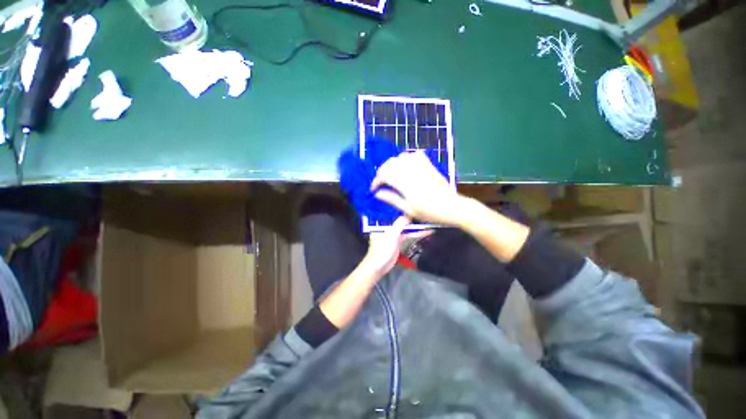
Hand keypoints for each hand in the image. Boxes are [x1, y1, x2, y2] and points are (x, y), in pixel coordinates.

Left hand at [359, 216, 430, 277]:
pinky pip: (408, 235)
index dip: (405, 211)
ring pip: (406, 228)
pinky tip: (425, 232)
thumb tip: (409, 215)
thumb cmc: (382, 249)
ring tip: (428, 223)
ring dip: (416, 226)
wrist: (379, 266)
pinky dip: (416, 233)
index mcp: (383, 223)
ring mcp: (393, 234)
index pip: (395, 214)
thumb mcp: (391, 235)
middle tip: (425, 215)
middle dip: (413, 219)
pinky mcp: (398, 241)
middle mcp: (388, 226)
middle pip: (402, 220)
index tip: (416, 208)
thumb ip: (399, 224)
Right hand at [371, 151, 463, 224]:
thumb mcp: (408, 210)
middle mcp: (411, 171)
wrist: (452, 206)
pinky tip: (405, 165)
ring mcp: (421, 166)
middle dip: (381, 172)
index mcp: (405, 184)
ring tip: (391, 174)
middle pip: (389, 164)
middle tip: (380, 183)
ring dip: (392, 164)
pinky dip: (406, 158)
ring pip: (400, 157)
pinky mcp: (428, 164)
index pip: (384, 175)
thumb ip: (392, 199)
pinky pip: (414, 154)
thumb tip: (377, 193)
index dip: (376, 181)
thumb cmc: (429, 212)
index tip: (373, 189)